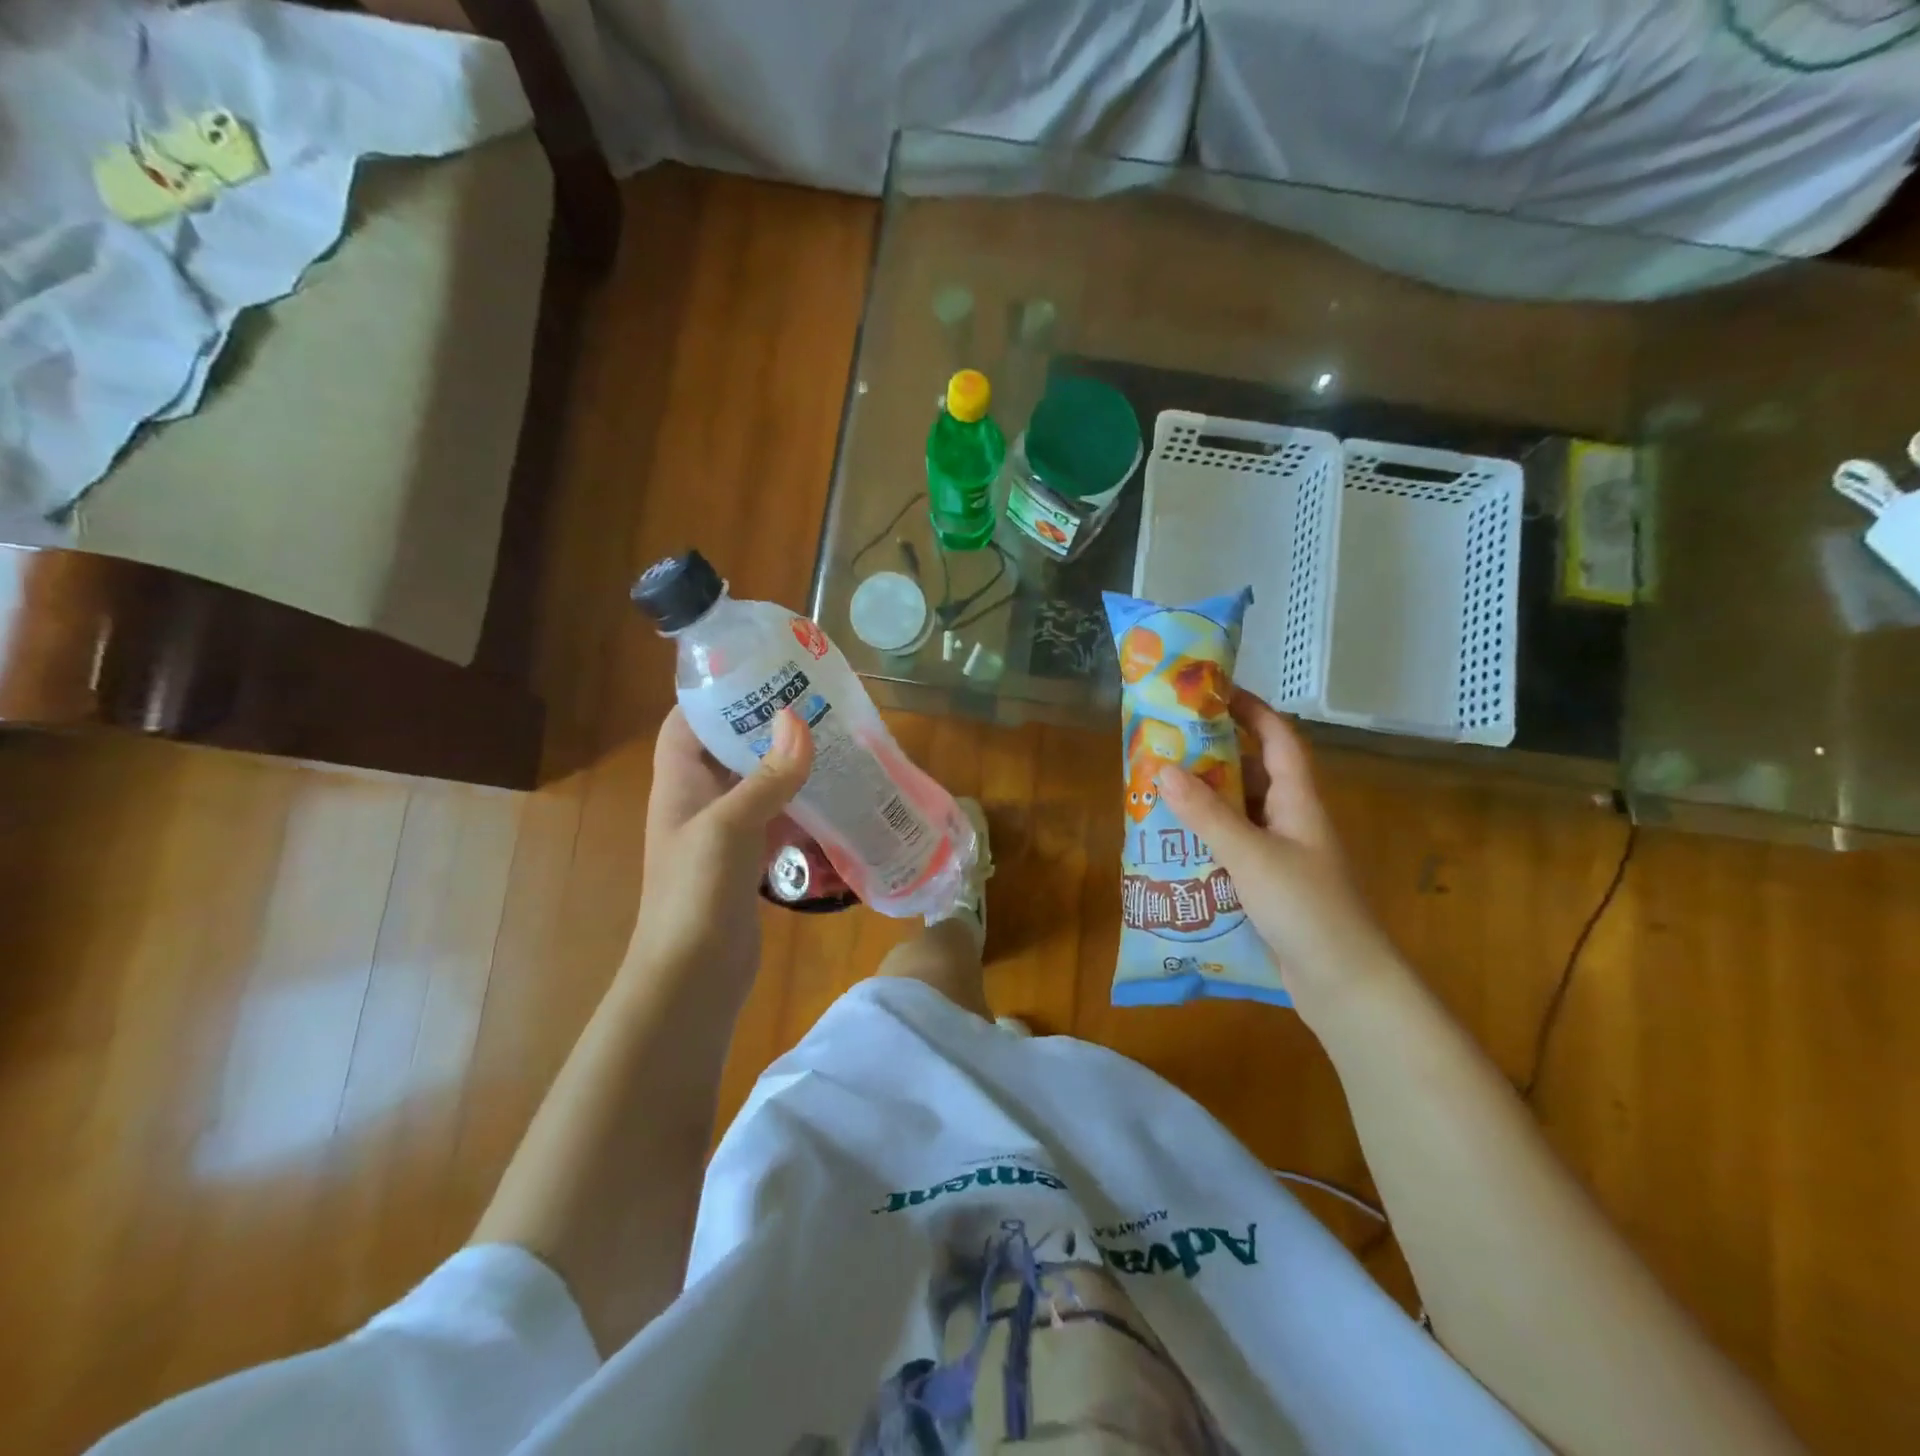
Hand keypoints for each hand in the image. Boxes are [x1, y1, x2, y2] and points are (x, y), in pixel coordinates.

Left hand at [629, 706, 812, 979]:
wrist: (693, 978)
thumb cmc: (696, 893)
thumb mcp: (730, 826)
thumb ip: (767, 776)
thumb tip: (797, 720)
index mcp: (680, 783)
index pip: (688, 722)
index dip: (715, 694)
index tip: (760, 672)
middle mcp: (700, 801)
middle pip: (730, 749)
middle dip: (766, 726)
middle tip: (815, 703)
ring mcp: (725, 834)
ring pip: (759, 785)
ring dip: (791, 767)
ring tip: (835, 741)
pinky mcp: (749, 861)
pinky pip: (778, 821)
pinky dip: (803, 809)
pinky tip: (838, 799)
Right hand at [1158, 690, 1400, 1009]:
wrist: (1346, 986)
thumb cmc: (1307, 909)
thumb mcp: (1252, 856)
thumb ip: (1207, 814)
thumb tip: (1163, 768)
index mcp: (1299, 800)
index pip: (1278, 739)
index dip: (1252, 709)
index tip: (1214, 691)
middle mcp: (1292, 819)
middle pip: (1252, 773)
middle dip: (1213, 755)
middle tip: (1166, 745)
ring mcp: (1283, 854)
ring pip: (1240, 812)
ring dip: (1205, 800)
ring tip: (1159, 790)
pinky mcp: (1270, 884)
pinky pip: (1234, 846)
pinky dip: (1207, 838)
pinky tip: (1174, 844)